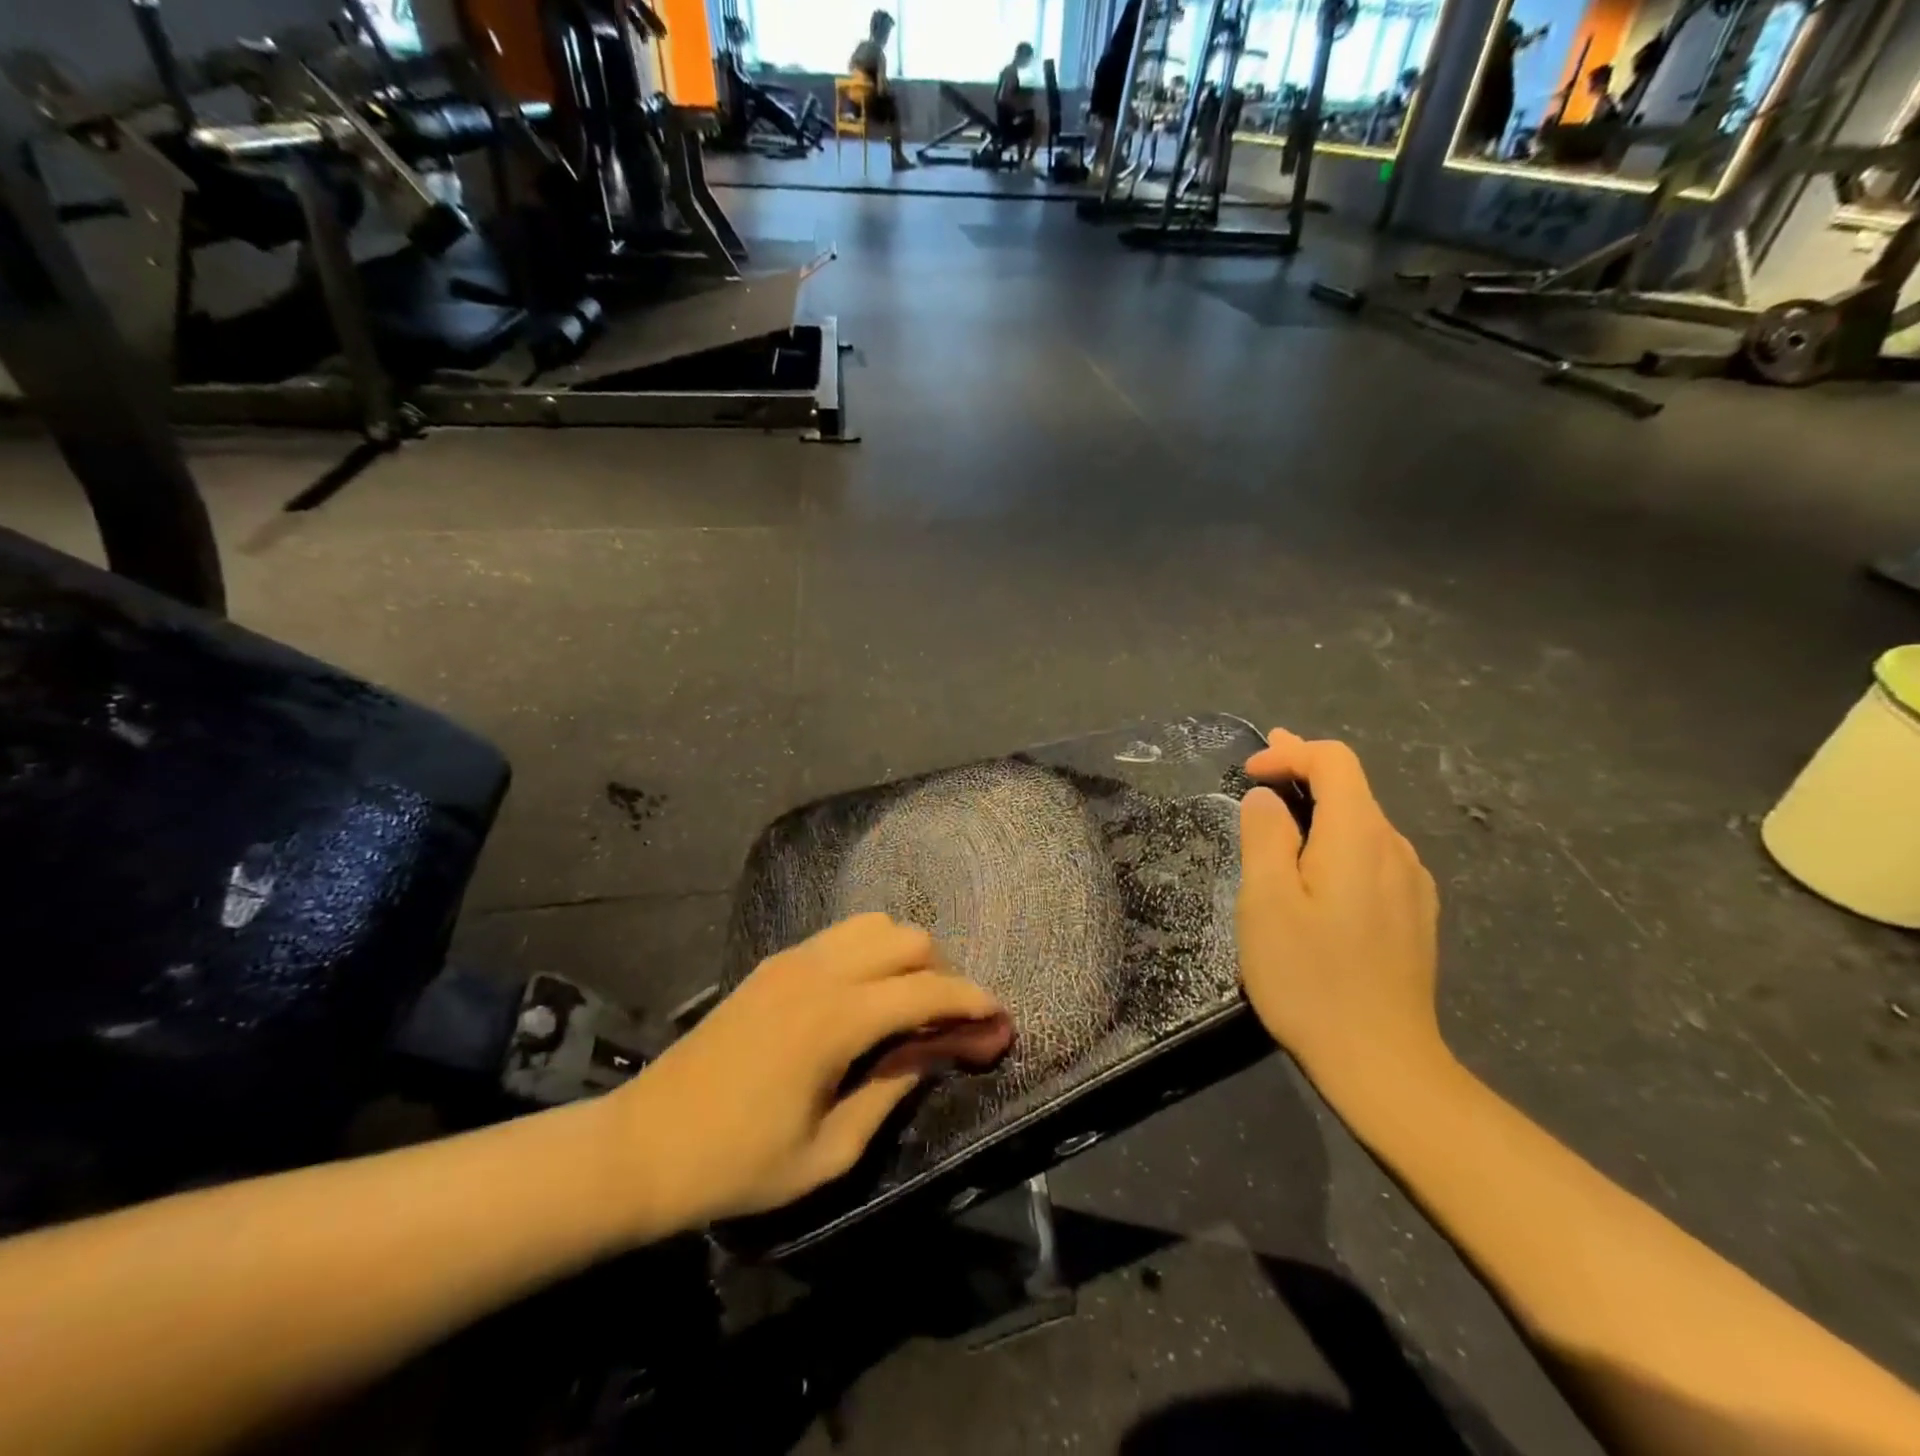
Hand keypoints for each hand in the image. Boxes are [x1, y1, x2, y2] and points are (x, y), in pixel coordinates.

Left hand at [607, 914, 1011, 1233]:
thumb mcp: (828, 1151)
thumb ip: (892, 1089)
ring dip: (907, 955)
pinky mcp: (773, 963)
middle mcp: (819, 971)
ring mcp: (792, 959)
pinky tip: (867, 995)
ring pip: (875, 925)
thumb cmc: (737, 1164)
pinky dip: (872, 951)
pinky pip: (841, 935)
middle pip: (908, 939)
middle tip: (950, 1023)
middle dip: (943, 973)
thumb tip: (936, 1050)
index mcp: (836, 1019)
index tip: (999, 1022)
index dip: (972, 1002)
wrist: (643, 1145)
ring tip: (910, 1005)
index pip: (927, 989)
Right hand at [1237, 730, 1444, 1097]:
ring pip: (1363, 824)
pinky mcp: (1414, 914)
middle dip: (1303, 772)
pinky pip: (1373, 856)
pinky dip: (1338, 843)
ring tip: (1280, 823)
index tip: (1249, 771)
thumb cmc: (1310, 977)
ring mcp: (1412, 884)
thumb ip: (1265, 836)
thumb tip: (1266, 798)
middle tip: (1260, 772)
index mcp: (1359, 836)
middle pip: (1352, 788)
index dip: (1290, 752)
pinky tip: (1317, 872)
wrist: (1381, 1062)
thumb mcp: (1266, 901)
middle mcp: (1395, 849)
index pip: (1334, 761)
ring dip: (1320, 810)